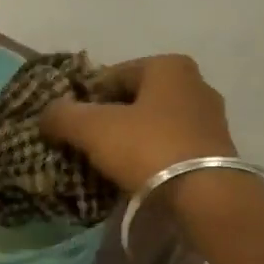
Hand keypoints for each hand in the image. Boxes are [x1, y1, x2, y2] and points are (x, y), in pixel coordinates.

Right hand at [40, 54, 236, 193]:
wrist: (206, 197)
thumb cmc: (148, 148)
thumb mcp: (93, 128)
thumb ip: (63, 115)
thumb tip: (46, 114)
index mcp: (169, 66)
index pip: (113, 76)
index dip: (86, 99)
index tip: (71, 125)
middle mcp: (195, 84)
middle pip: (136, 100)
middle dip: (111, 119)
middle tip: (87, 145)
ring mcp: (211, 119)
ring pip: (155, 125)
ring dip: (132, 140)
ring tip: (109, 165)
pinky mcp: (217, 152)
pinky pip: (172, 148)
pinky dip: (153, 158)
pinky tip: (137, 177)